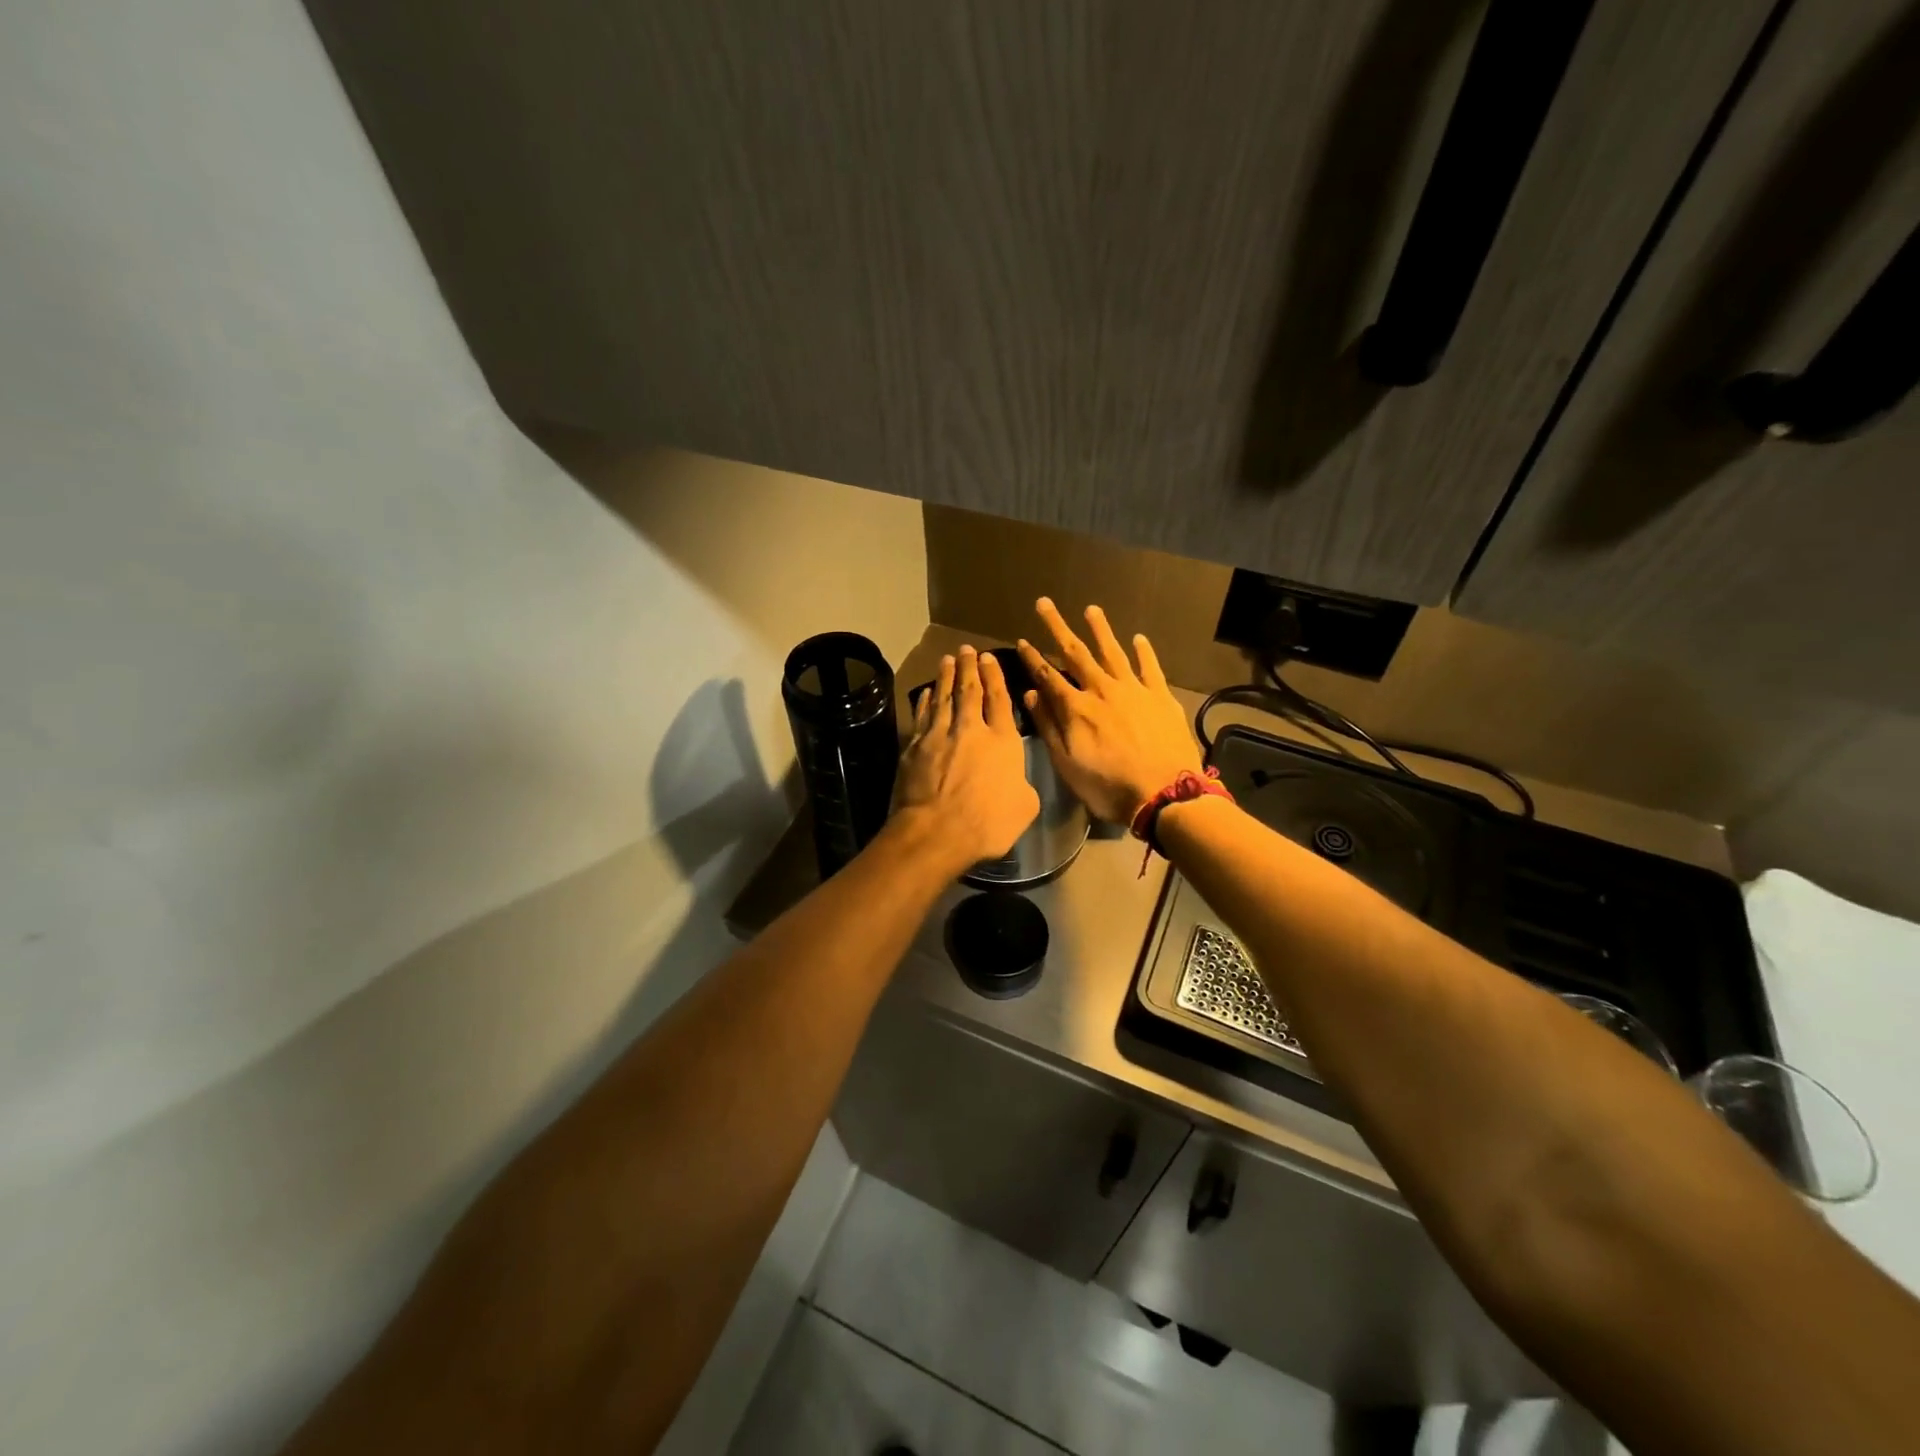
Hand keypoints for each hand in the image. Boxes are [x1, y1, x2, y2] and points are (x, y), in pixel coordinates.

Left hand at [891, 645, 1039, 872]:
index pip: (999, 699)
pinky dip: (925, 702)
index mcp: (1002, 741)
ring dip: (945, 676)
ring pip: (943, 697)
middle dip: (969, 667)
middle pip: (969, 691)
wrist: (936, 832)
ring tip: (947, 659)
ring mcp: (938, 735)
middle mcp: (970, 729)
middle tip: (966, 649)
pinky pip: (922, 716)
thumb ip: (1022, 784)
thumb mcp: (1025, 807)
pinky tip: (926, 693)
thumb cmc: (988, 823)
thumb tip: (1015, 778)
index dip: (995, 677)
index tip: (989, 659)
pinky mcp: (914, 748)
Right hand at [1016, 599, 1202, 824]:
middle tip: (1045, 603)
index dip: (1032, 658)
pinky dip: (1143, 652)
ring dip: (1100, 630)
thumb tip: (1032, 694)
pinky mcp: (1161, 697)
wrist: (1164, 794)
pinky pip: (1150, 668)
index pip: (1048, 676)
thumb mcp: (1068, 764)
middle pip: (1076, 653)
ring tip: (1091, 609)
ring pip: (1113, 652)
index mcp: (1076, 708)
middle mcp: (1102, 690)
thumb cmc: (1109, 786)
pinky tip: (1138, 638)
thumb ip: (1049, 727)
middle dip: (1058, 627)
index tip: (1020, 640)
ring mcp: (1134, 690)